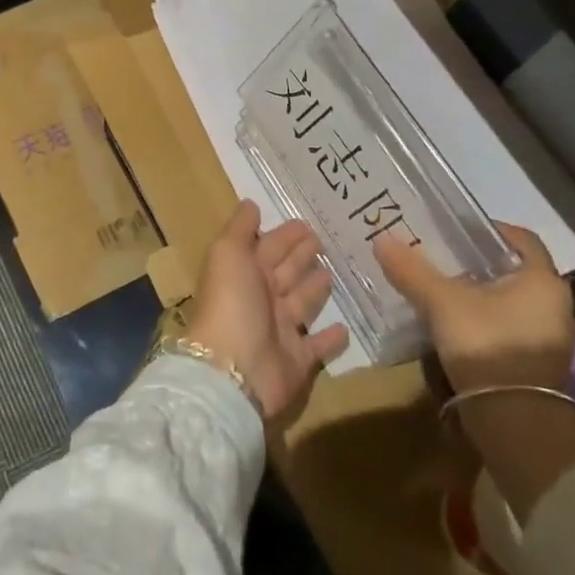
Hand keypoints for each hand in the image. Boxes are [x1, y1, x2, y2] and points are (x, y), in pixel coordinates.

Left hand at [184, 200, 348, 422]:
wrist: (234, 370)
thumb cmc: (231, 303)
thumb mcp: (228, 254)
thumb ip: (239, 228)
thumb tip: (250, 204)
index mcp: (243, 273)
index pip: (267, 248)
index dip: (283, 235)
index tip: (306, 221)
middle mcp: (260, 299)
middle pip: (284, 272)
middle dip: (300, 256)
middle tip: (323, 240)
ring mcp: (279, 330)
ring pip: (301, 303)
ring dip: (315, 289)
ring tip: (333, 273)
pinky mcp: (298, 360)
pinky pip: (317, 345)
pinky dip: (331, 337)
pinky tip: (345, 327)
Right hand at [372, 223, 574, 394]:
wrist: (513, 417)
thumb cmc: (487, 344)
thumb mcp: (442, 302)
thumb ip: (413, 270)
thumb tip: (382, 239)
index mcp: (543, 280)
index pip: (521, 239)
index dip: (488, 230)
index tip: (455, 229)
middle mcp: (556, 304)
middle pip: (513, 270)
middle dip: (477, 262)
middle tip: (440, 256)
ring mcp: (550, 336)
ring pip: (510, 299)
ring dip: (480, 292)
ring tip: (440, 287)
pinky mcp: (537, 360)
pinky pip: (508, 324)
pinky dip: (484, 317)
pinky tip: (453, 320)